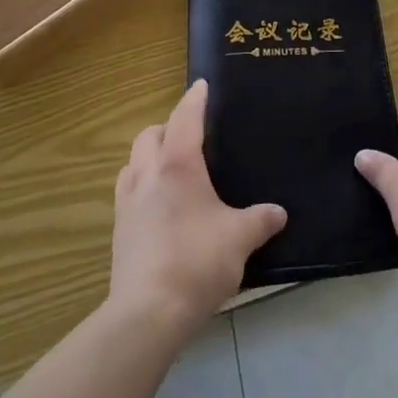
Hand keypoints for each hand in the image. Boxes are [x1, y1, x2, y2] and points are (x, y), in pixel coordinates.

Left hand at [110, 79, 286, 337]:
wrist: (148, 313)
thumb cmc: (197, 261)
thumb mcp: (240, 239)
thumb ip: (260, 221)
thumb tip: (278, 213)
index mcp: (178, 164)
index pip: (185, 118)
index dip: (194, 99)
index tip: (201, 85)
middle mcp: (147, 174)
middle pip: (149, 135)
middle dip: (166, 127)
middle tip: (188, 136)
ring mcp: (127, 202)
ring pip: (132, 162)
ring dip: (148, 156)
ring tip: (170, 168)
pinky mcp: (118, 231)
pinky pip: (127, 192)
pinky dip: (141, 186)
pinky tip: (158, 206)